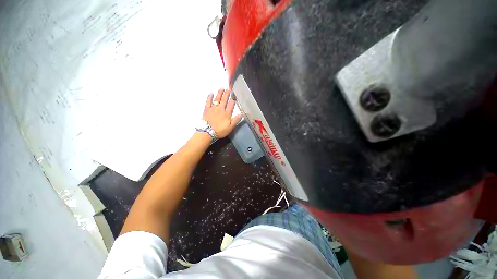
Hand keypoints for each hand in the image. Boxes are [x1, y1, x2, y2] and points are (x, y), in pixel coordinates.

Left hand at [203, 88, 242, 137]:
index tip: (234, 96)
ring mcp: (213, 108)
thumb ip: (236, 120)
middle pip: (224, 100)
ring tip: (221, 88)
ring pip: (217, 99)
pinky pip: (208, 102)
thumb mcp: (230, 127)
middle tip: (228, 88)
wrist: (208, 132)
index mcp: (226, 114)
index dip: (233, 100)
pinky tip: (211, 93)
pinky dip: (209, 97)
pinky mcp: (207, 109)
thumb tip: (242, 114)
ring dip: (219, 93)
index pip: (231, 105)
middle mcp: (220, 109)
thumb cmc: (220, 131)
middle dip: (226, 94)